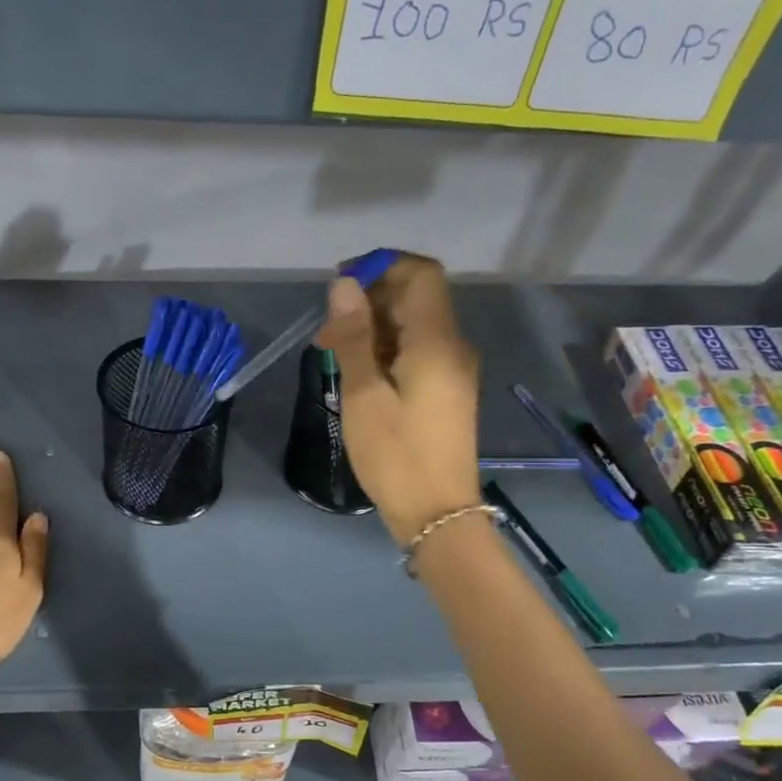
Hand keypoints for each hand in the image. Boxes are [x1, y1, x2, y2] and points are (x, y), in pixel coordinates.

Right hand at [314, 253, 480, 543]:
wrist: (437, 513)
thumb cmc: (396, 455)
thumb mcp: (364, 395)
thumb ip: (355, 336)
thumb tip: (344, 284)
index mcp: (436, 341)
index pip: (420, 273)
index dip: (381, 266)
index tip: (341, 284)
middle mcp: (453, 346)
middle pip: (417, 296)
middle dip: (371, 299)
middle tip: (327, 329)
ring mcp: (454, 369)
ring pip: (415, 324)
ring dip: (375, 326)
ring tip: (334, 353)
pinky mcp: (448, 389)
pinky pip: (418, 350)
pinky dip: (388, 349)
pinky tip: (359, 372)